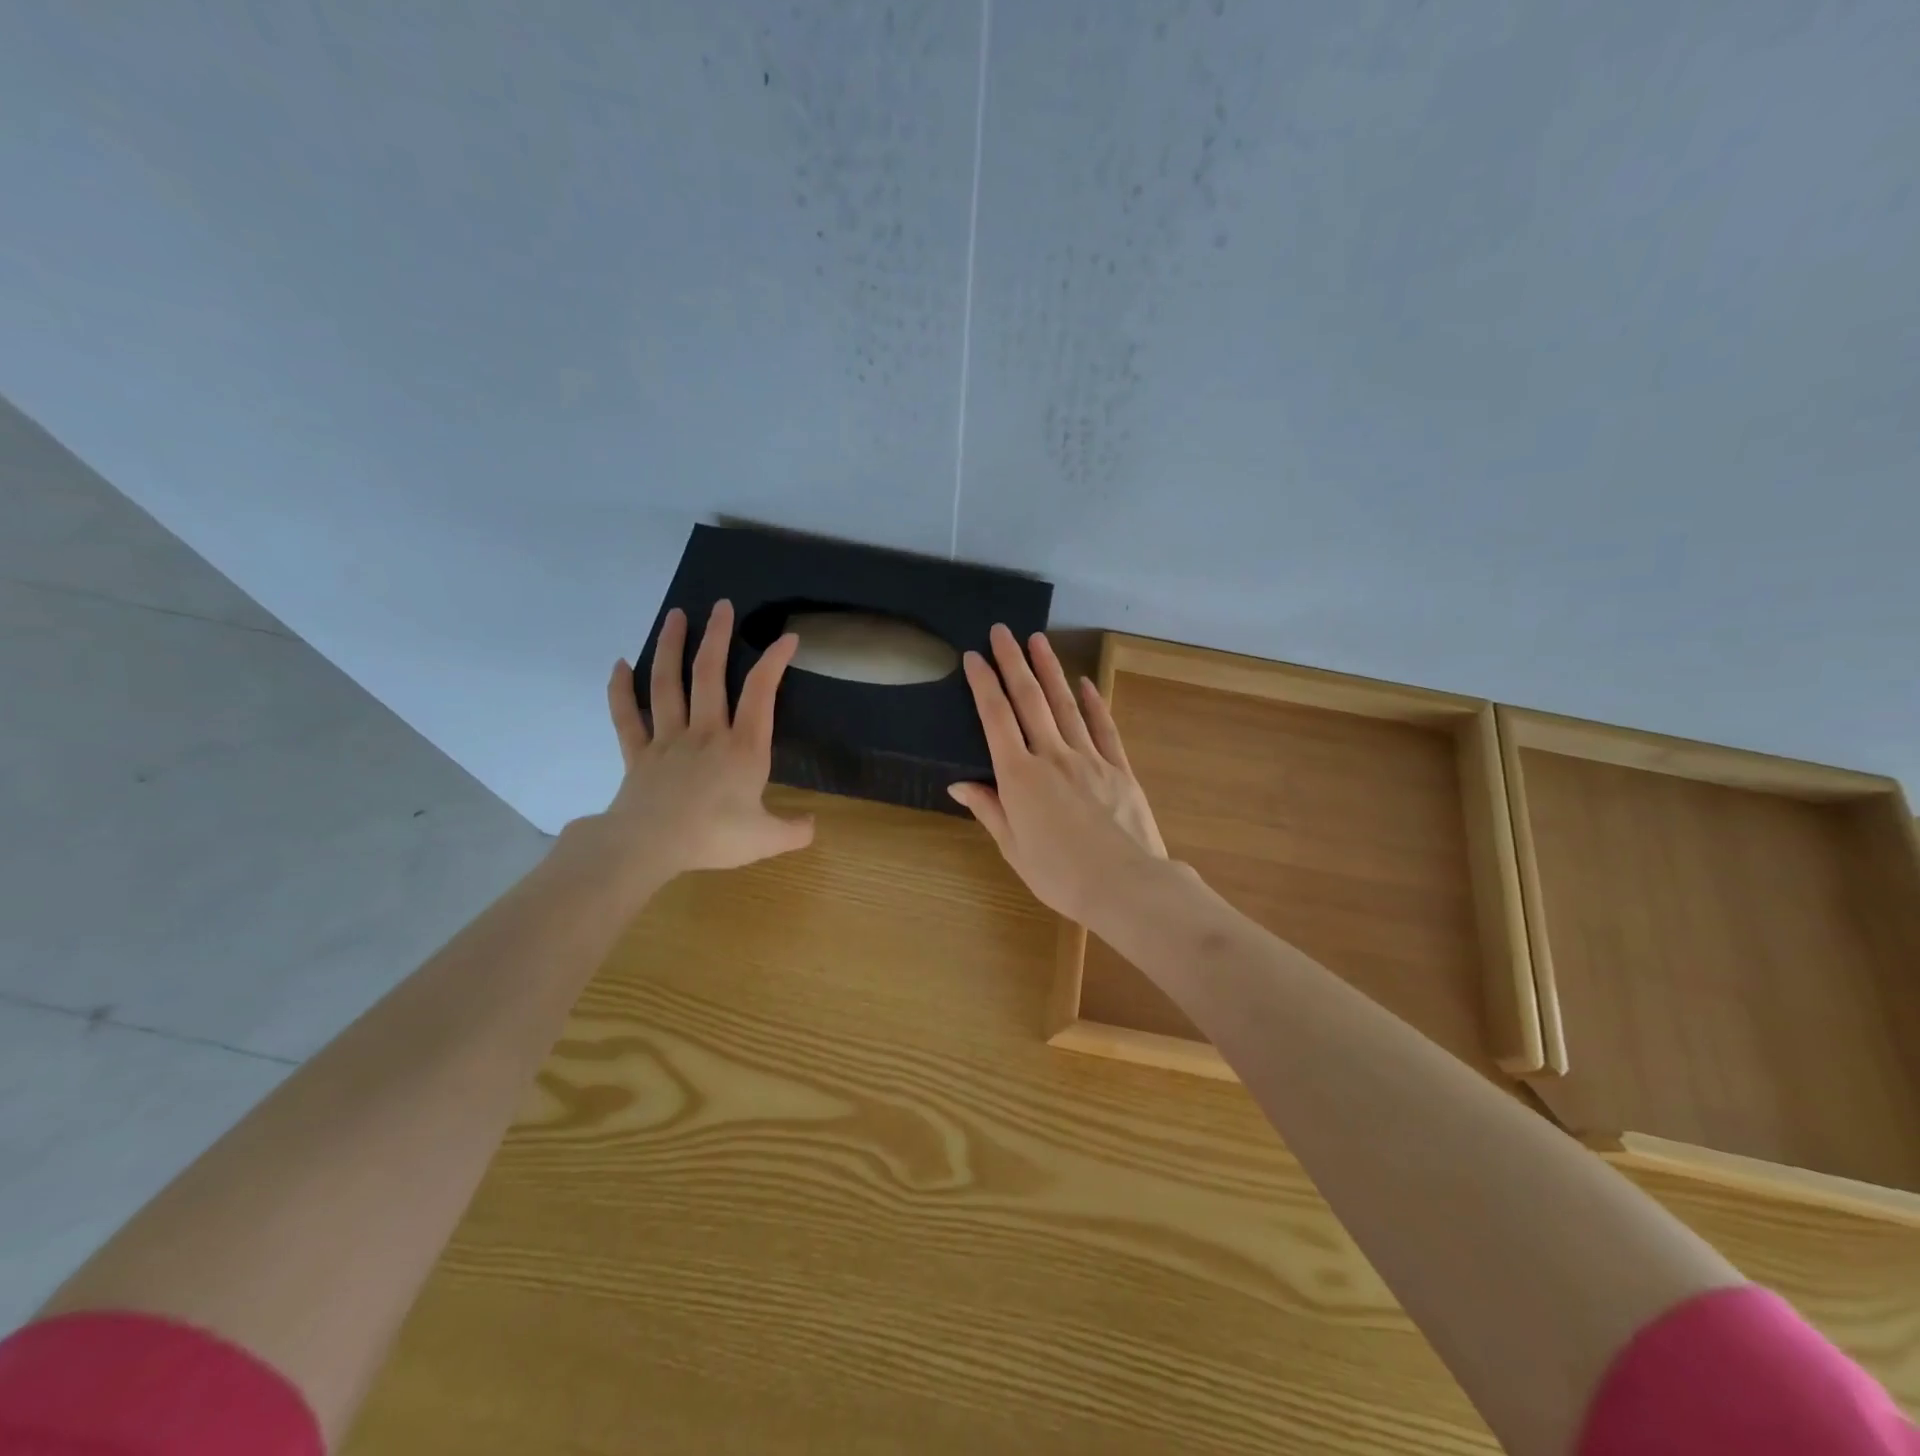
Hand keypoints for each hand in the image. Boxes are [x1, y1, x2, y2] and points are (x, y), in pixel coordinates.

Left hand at [583, 600, 814, 886]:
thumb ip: (793, 830)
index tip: (787, 637)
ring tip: (676, 616)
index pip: (761, 693)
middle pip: (710, 674)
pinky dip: (620, 690)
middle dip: (717, 636)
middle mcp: (706, 732)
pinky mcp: (638, 753)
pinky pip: (626, 716)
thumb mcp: (766, 839)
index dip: (774, 661)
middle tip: (721, 605)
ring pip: (667, 684)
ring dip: (670, 647)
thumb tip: (813, 826)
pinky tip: (620, 664)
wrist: (650, 846)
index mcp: (743, 747)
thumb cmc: (714, 837)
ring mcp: (668, 739)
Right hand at [949, 625, 1167, 925]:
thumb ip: (989, 809)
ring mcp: (1089, 758)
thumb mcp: (1013, 848)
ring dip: (1050, 670)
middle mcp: (1052, 756)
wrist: (1125, 886)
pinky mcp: (1118, 768)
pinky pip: (1102, 727)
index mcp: (1019, 777)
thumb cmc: (1059, 875)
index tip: (973, 657)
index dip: (983, 685)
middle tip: (1002, 630)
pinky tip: (1083, 683)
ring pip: (1064, 705)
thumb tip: (960, 783)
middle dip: (1013, 662)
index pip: (996, 719)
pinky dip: (1092, 702)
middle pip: (1029, 700)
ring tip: (1038, 640)